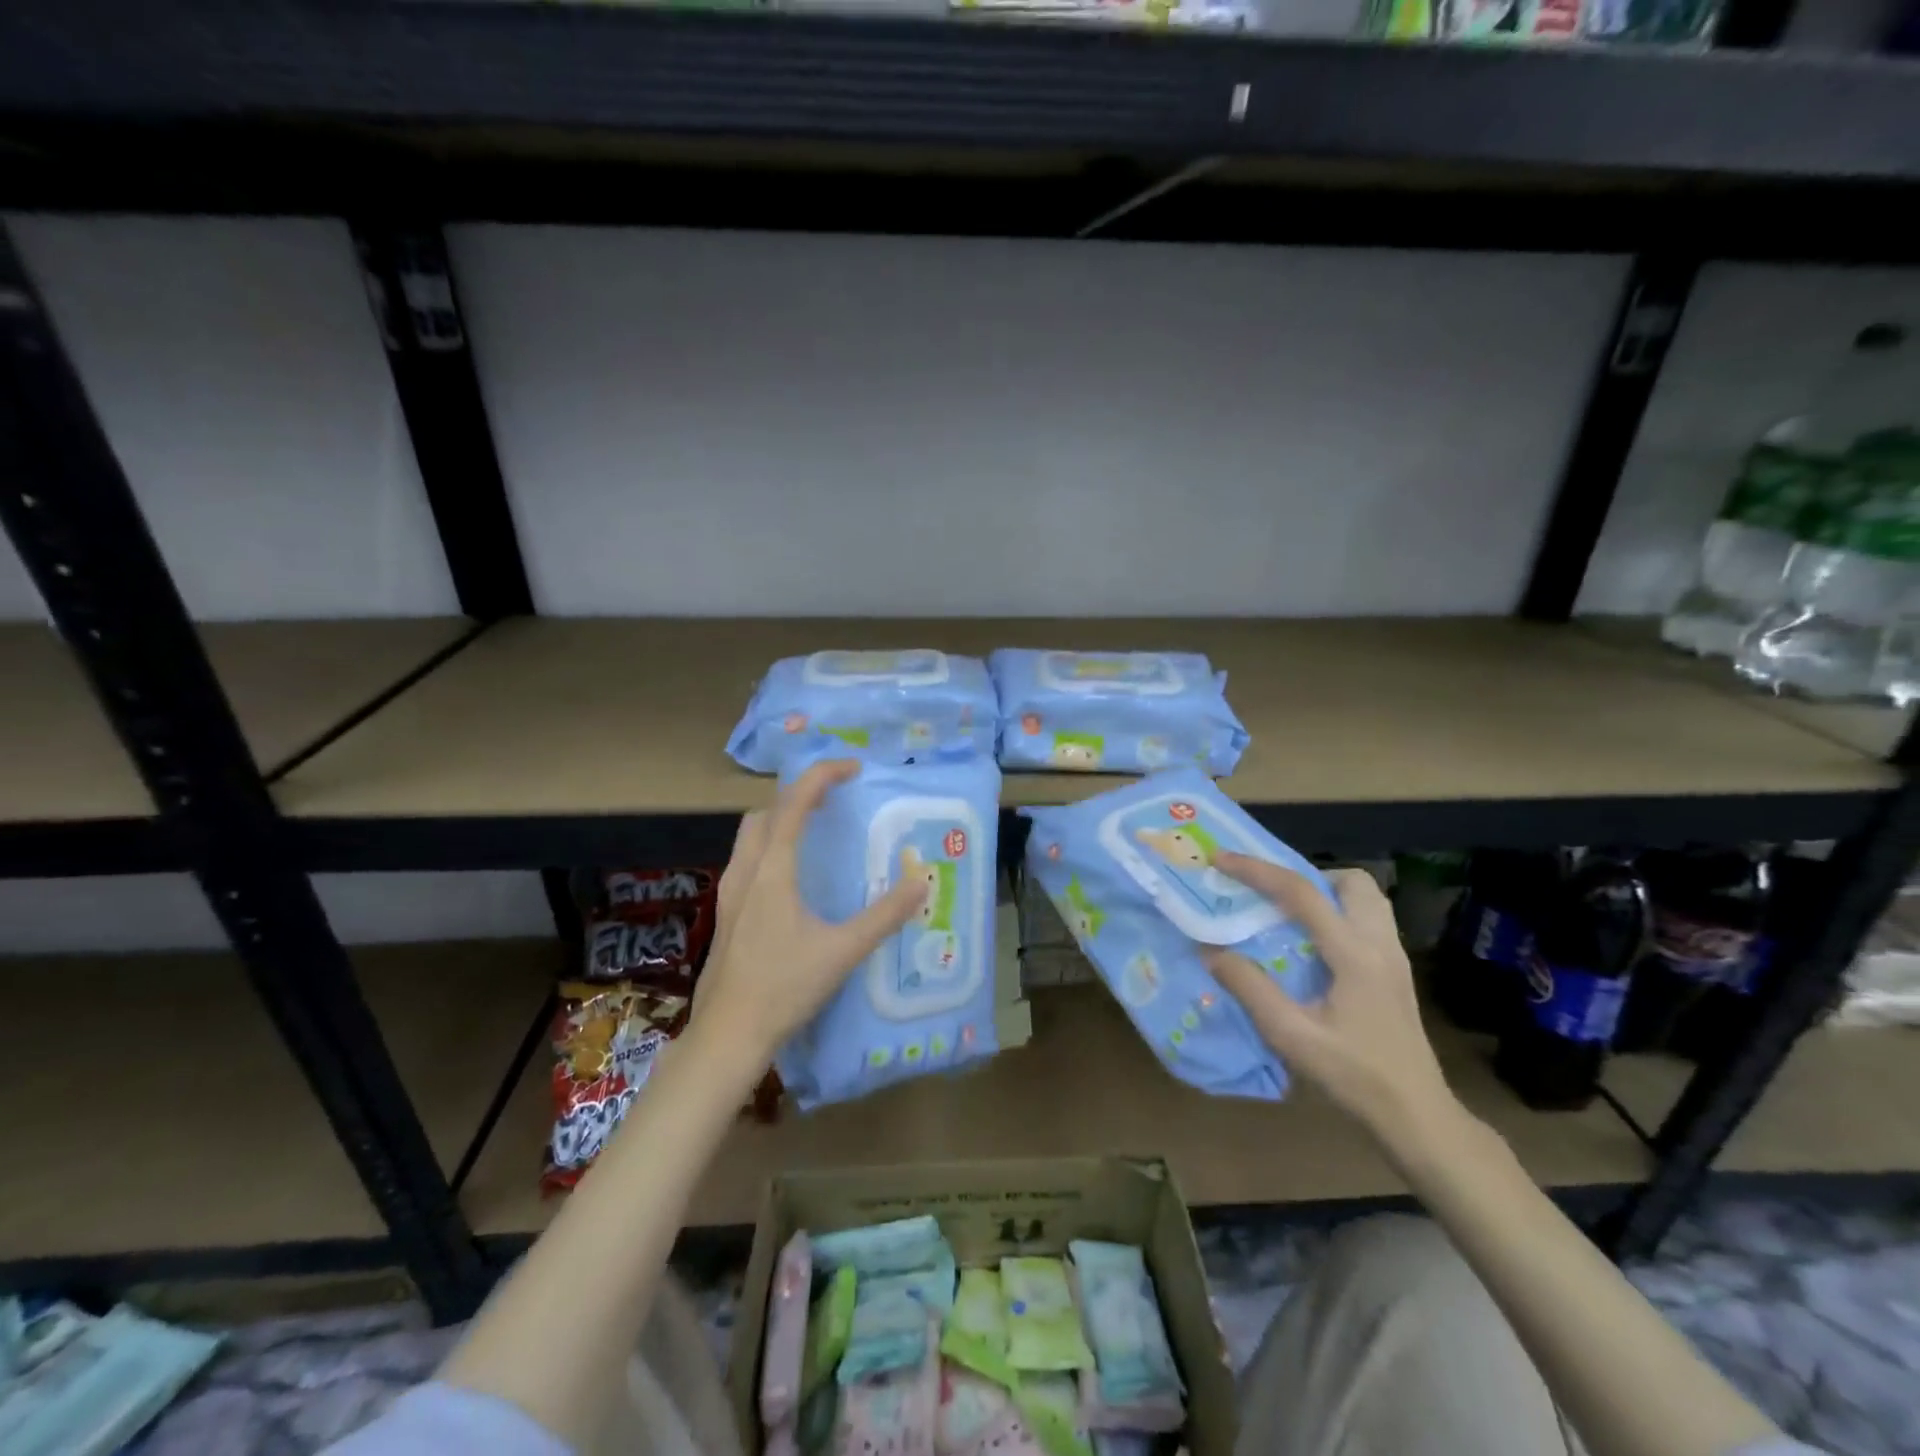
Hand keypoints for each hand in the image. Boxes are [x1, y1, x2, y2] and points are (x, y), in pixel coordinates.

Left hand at [692, 759, 927, 1070]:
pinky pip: (746, 861)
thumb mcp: (843, 951)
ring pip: (750, 837)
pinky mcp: (726, 915)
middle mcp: (745, 872)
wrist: (727, 1035)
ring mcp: (729, 894)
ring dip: (780, 821)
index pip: (793, 803)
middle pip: (765, 812)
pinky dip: (770, 848)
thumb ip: (884, 916)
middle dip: (797, 796)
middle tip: (833, 802)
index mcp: (772, 871)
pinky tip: (791, 881)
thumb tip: (921, 883)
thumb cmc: (784, 987)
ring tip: (814, 833)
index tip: (852, 769)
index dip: (821, 776)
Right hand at [1200, 853, 1456, 1145]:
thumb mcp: (1292, 1036)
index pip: (1302, 893)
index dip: (1258, 871)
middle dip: (1307, 875)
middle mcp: (1380, 944)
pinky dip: (1338, 913)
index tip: (1222, 859)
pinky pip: (1368, 920)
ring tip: (1291, 914)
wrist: (1417, 1115)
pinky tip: (1313, 945)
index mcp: (1355, 954)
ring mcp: (1394, 958)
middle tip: (1272, 894)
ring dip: (1327, 892)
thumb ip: (1251, 988)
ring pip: (1366, 898)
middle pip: (1352, 881)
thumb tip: (1210, 950)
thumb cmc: (1355, 1076)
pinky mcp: (1396, 973)